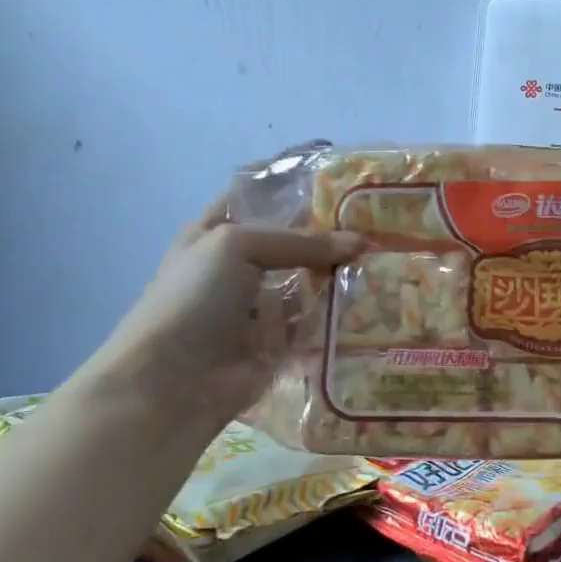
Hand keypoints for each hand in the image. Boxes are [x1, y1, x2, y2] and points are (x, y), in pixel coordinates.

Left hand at [88, 198, 361, 420]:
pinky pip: (317, 320)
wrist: (171, 382)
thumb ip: (300, 241)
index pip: (261, 198)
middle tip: (381, 220)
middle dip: (332, 232)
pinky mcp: (281, 341)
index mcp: (218, 232)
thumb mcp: (237, 247)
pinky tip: (377, 296)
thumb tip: (361, 242)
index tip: (344, 180)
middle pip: (294, 241)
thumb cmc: (193, 299)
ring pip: (311, 279)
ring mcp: (262, 305)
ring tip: (389, 256)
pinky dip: (341, 311)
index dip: (297, 187)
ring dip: (342, 271)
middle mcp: (241, 265)